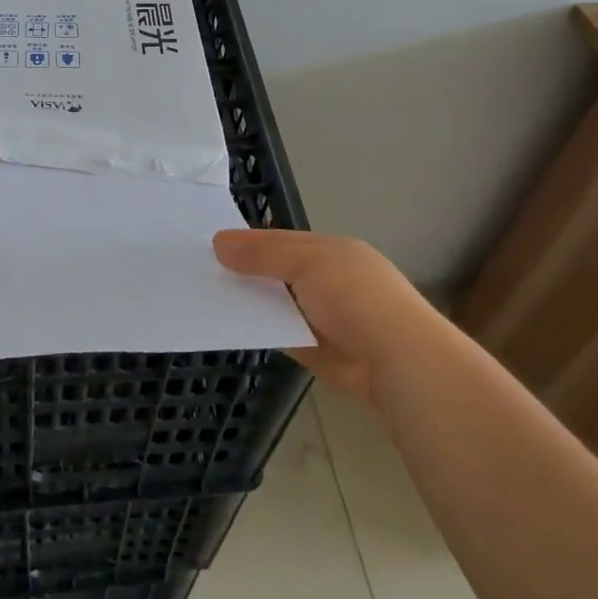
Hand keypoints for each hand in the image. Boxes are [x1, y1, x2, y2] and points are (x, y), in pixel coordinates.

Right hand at [213, 229, 439, 406]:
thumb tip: (219, 243)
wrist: (395, 359)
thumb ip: (263, 253)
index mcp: (333, 252)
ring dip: (250, 301)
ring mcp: (321, 316)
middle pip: (278, 271)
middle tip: (202, 271)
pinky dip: (258, 329)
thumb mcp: (306, 262)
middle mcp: (327, 280)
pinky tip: (228, 325)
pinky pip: (278, 333)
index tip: (214, 245)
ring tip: (207, 297)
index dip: (250, 241)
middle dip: (247, 272)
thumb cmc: (354, 296)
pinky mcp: (314, 349)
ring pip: (276, 303)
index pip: (284, 240)